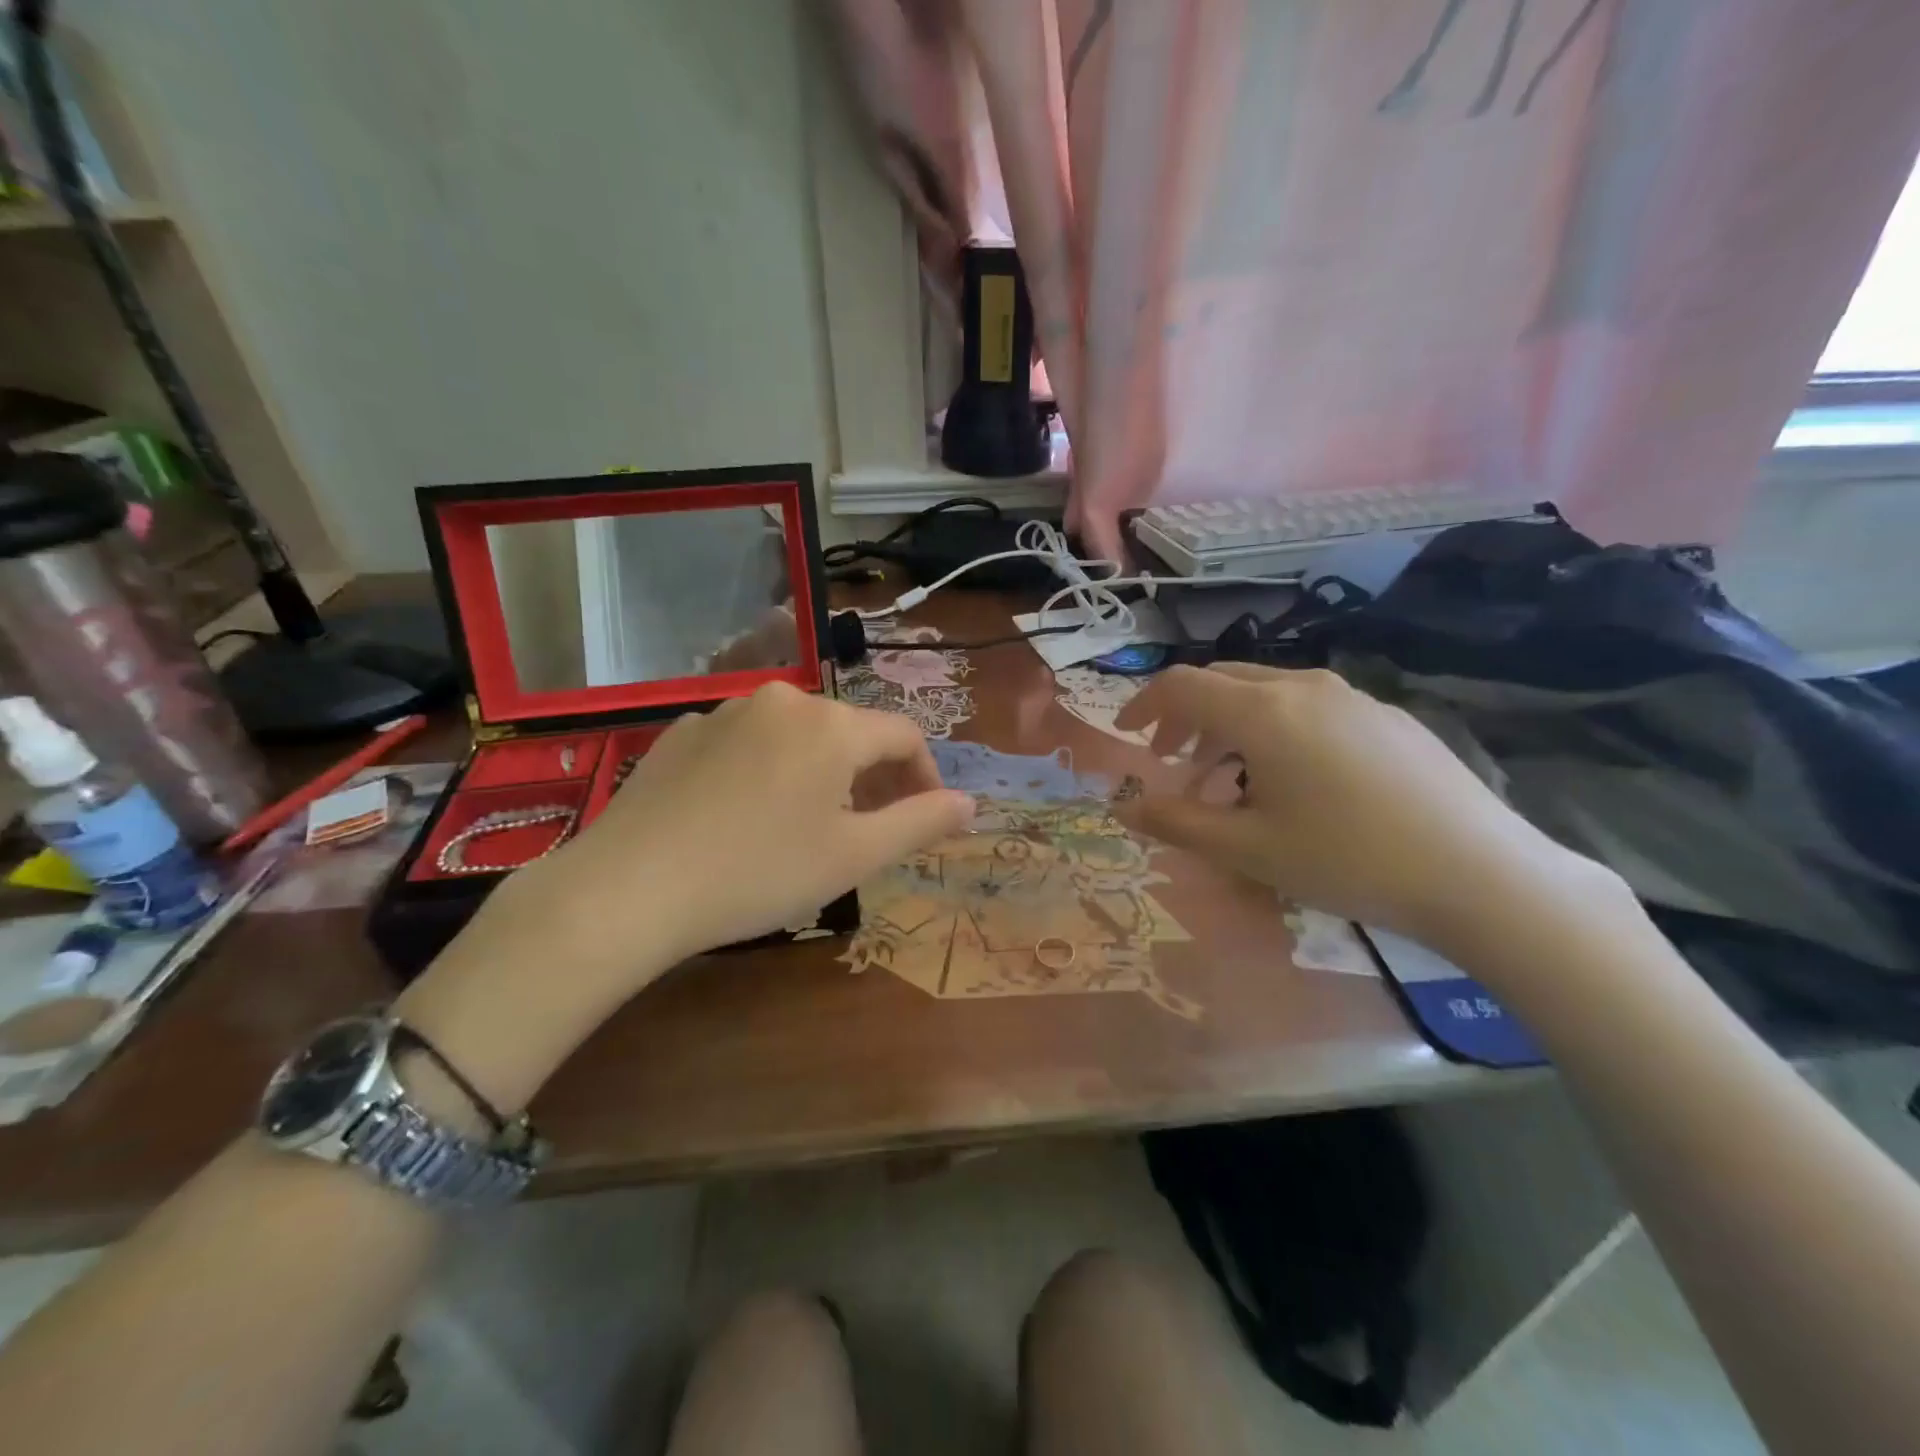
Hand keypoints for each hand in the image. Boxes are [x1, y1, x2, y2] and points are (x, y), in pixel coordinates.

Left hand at [398, 685, 971, 1110]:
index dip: (925, 775)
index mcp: (831, 724)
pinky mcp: (680, 732)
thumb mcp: (853, 855)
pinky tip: (745, 816)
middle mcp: (782, 699)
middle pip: (849, 732)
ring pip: (797, 736)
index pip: (903, 735)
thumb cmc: (760, 873)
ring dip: (820, 772)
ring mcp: (725, 710)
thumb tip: (970, 803)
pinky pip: (747, 743)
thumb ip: (921, 822)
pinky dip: (767, 770)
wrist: (630, 888)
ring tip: (809, 824)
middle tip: (870, 829)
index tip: (926, 817)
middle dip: (872, 776)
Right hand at [1112, 665, 1614, 950]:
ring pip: (1267, 693)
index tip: (1126, 736)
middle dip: (1184, 716)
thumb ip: (1176, 822)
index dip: (1143, 705)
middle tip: (1170, 761)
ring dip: (1229, 725)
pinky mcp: (1387, 716)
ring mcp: (1352, 696)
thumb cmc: (1347, 860)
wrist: (1481, 874)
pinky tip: (1294, 780)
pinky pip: (1309, 707)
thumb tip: (1124, 807)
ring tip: (1227, 778)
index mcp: (1262, 711)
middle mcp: (1303, 686)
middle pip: (1222, 681)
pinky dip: (1275, 730)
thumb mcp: (1248, 849)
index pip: (1181, 685)